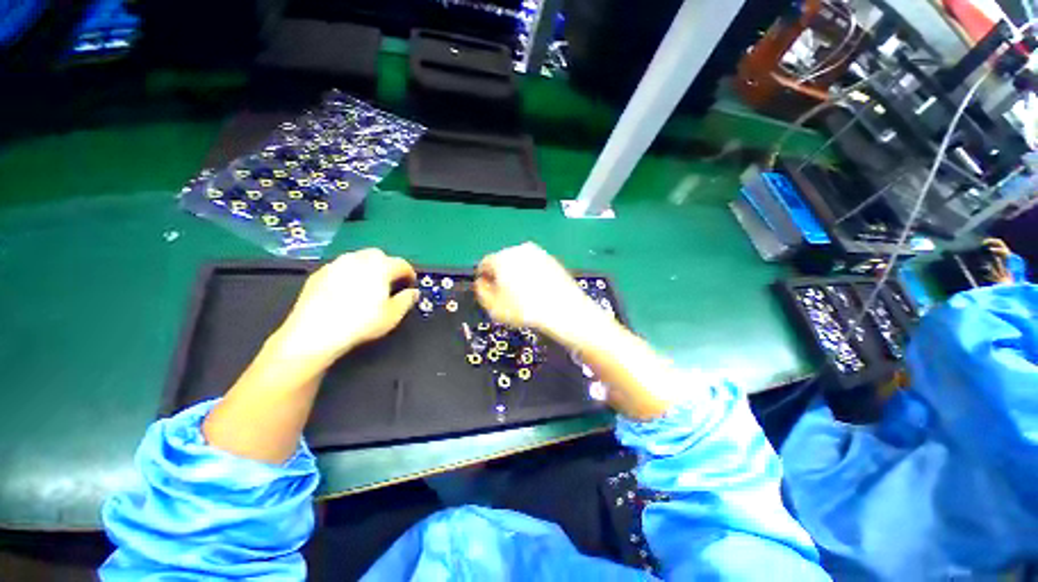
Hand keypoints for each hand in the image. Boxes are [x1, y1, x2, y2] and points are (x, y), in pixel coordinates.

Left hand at [275, 249, 419, 364]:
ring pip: (358, 258)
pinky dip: (349, 274)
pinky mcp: (319, 273)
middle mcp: (359, 259)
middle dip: (387, 266)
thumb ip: (407, 300)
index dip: (409, 274)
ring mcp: (337, 264)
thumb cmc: (360, 324)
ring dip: (368, 268)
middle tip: (389, 283)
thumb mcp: (392, 315)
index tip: (410, 284)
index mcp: (381, 267)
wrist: (315, 333)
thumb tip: (413, 292)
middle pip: (379, 255)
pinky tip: (347, 291)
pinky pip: (341, 268)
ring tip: (368, 286)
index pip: (401, 264)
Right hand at [474, 242, 612, 348]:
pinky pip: (534, 265)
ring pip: (519, 262)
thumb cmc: (526, 310)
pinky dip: (531, 274)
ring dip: (516, 274)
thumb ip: (481, 292)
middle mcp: (519, 250)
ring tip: (523, 294)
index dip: (484, 278)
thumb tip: (482, 283)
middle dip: (500, 275)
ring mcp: (538, 253)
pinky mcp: (551, 259)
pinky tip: (536, 290)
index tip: (488, 291)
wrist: (564, 310)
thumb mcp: (495, 307)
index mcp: (502, 258)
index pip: (485, 264)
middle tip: (505, 294)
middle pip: (502, 261)